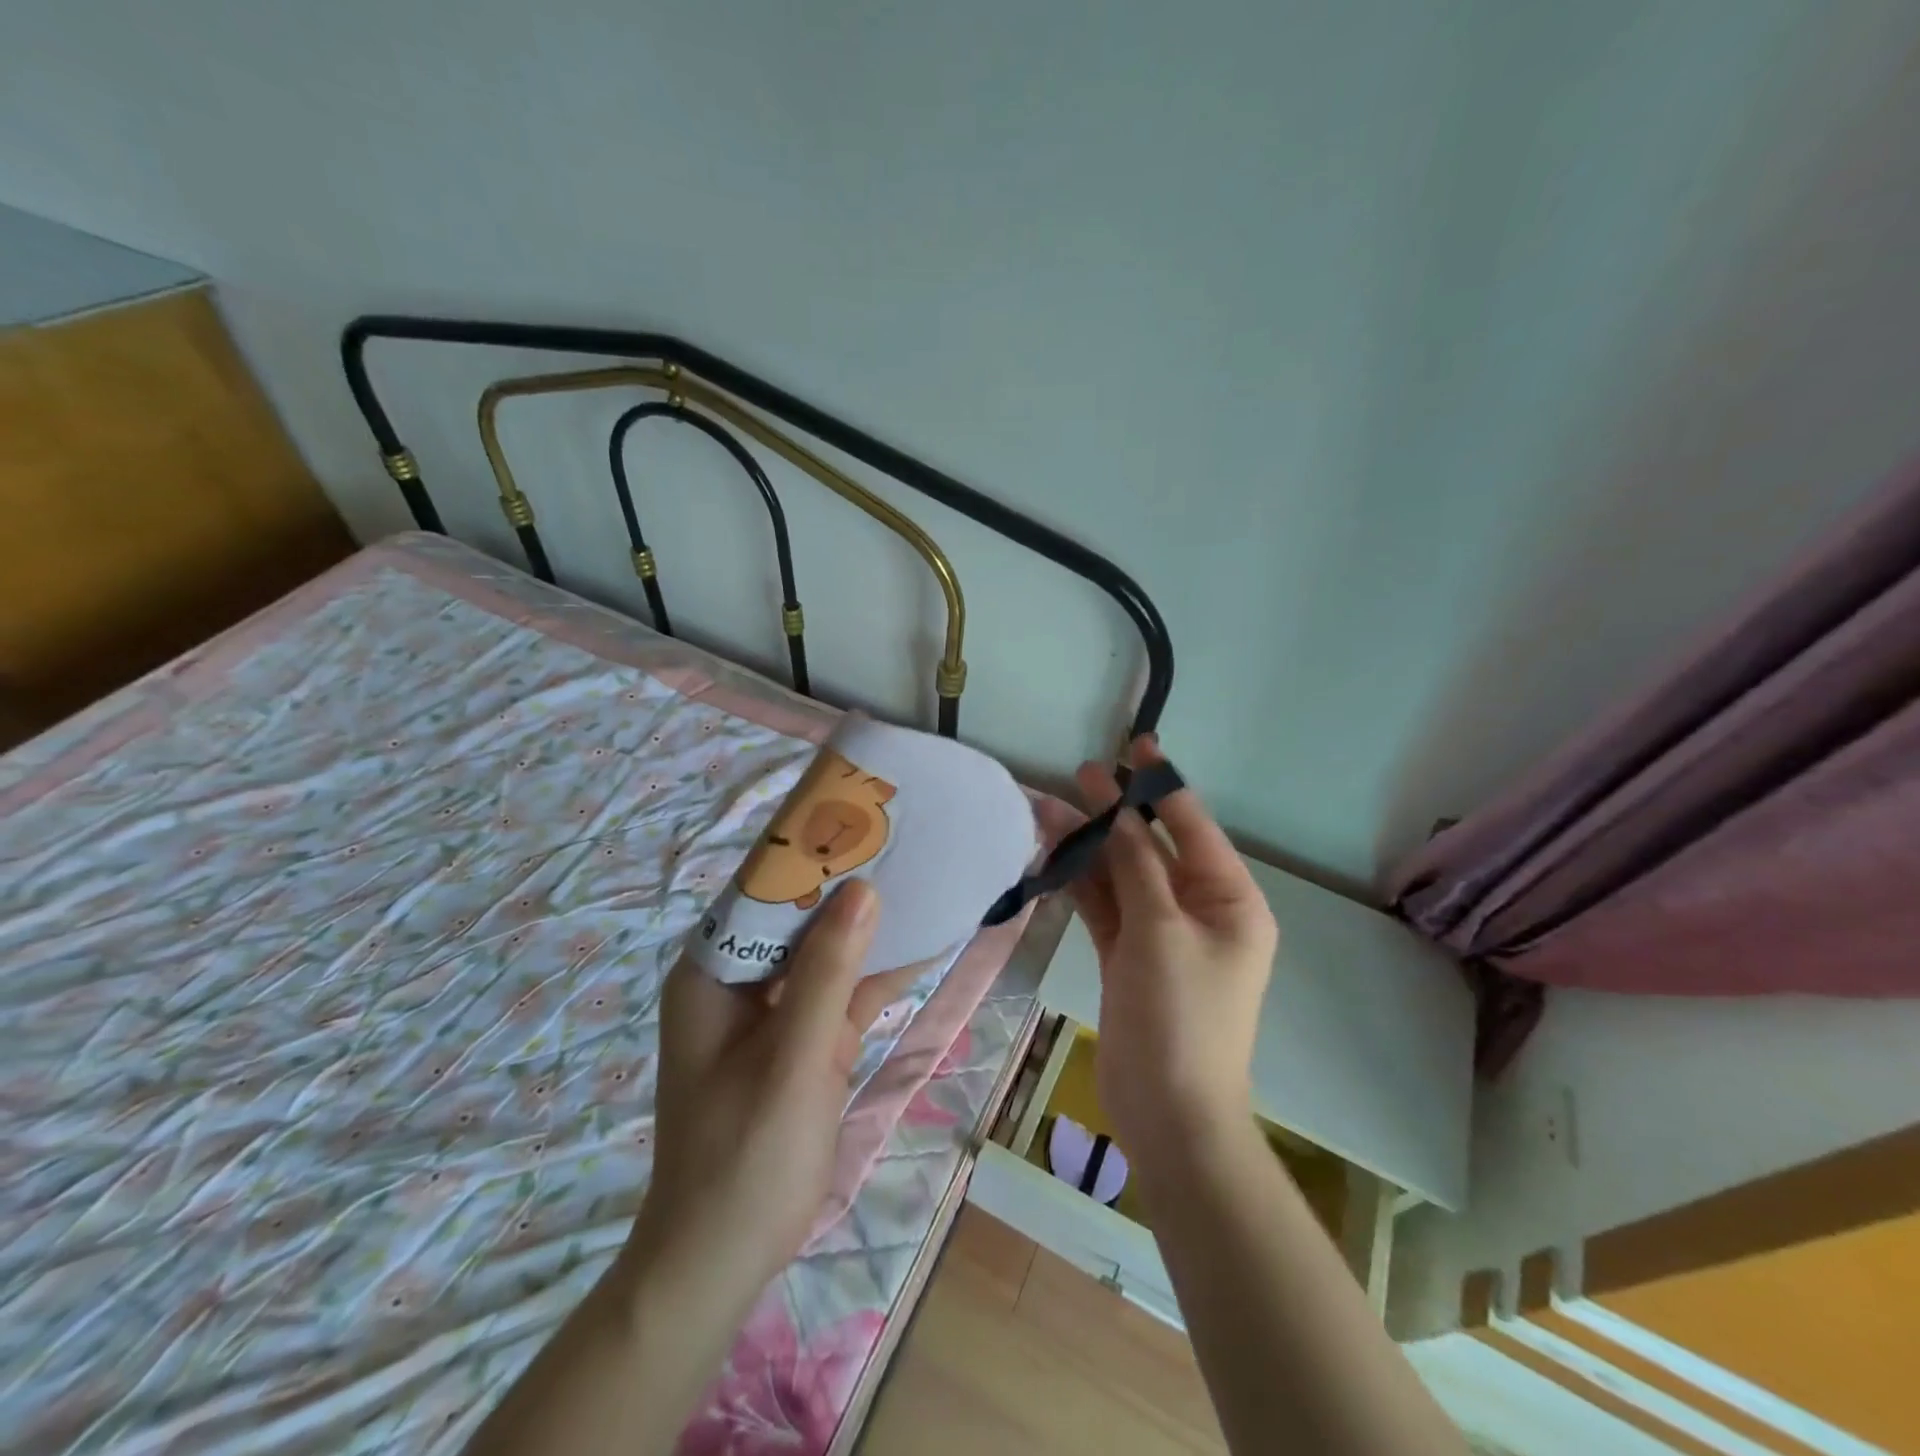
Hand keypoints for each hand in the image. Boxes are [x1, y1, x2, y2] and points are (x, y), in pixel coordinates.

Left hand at [628, 880, 882, 1306]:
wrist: (726, 1257)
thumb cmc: (746, 1154)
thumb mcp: (794, 1057)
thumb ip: (828, 972)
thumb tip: (863, 888)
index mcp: (714, 971)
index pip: (761, 891)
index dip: (809, 852)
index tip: (861, 817)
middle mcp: (739, 980)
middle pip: (797, 916)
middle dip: (847, 884)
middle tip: (903, 839)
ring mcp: (773, 1011)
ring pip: (825, 952)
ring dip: (868, 926)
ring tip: (921, 875)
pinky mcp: (802, 1039)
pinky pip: (842, 992)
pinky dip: (876, 973)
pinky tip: (923, 943)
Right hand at [1068, 738, 1276, 1176]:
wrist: (1169, 1115)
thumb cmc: (1181, 1017)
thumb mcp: (1161, 931)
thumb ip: (1136, 867)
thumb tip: (1116, 811)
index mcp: (1230, 900)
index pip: (1192, 827)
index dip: (1162, 784)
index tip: (1136, 744)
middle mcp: (1199, 910)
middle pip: (1151, 848)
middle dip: (1115, 814)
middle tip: (1078, 774)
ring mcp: (1161, 935)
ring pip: (1122, 876)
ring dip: (1089, 847)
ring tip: (1048, 809)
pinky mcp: (1129, 957)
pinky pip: (1106, 907)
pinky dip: (1081, 884)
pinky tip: (1051, 857)